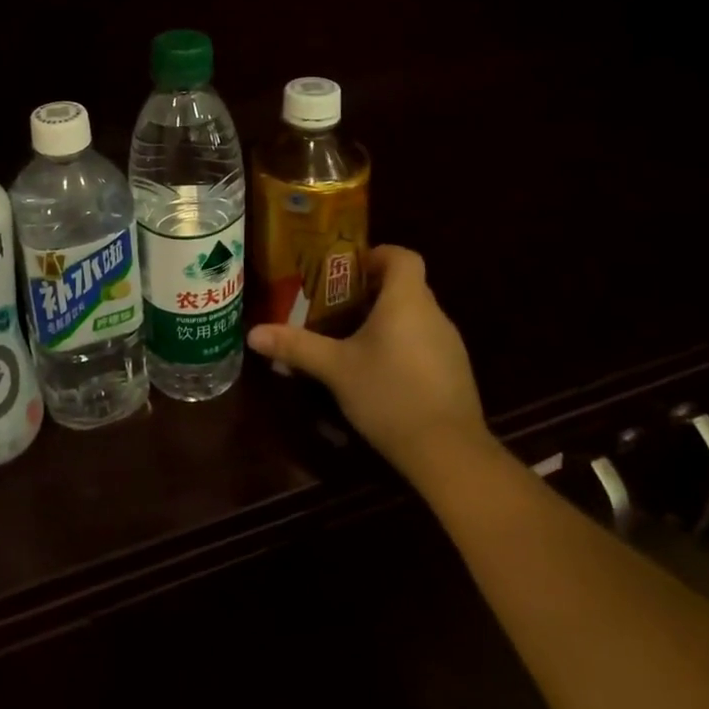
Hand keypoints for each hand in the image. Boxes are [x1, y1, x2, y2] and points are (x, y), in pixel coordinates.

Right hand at [248, 245, 487, 479]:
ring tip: (350, 339)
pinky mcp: (455, 373)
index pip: (402, 256)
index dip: (376, 255)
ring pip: (415, 317)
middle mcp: (434, 314)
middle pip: (406, 286)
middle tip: (334, 305)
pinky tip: (378, 373)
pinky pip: (425, 343)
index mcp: (406, 301)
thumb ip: (296, 346)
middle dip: (371, 291)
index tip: (347, 270)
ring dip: (386, 321)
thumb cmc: (389, 394)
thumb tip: (253, 333)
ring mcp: (450, 345)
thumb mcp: (335, 369)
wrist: (449, 453)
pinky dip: (402, 346)